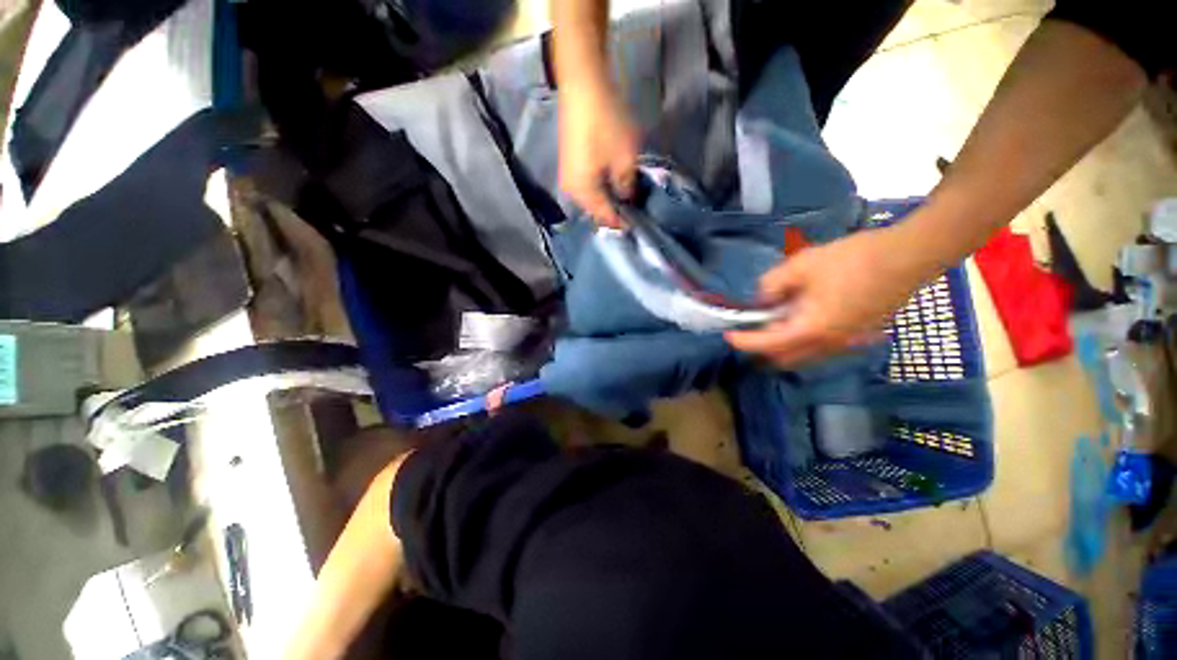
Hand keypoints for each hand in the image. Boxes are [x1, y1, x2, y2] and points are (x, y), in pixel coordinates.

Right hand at [558, 83, 639, 226]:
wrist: (582, 84)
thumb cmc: (605, 122)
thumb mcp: (625, 157)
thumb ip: (627, 185)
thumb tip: (627, 199)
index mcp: (583, 193)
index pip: (605, 217)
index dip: (623, 222)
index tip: (640, 225)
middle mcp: (571, 191)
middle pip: (596, 210)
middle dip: (615, 212)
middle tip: (635, 212)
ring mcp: (568, 178)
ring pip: (592, 198)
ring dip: (608, 200)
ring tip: (627, 199)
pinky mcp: (569, 165)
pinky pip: (587, 187)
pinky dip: (601, 189)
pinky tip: (614, 184)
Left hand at [726, 225, 938, 366]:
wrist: (909, 256)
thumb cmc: (853, 260)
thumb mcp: (801, 265)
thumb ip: (772, 284)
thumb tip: (760, 299)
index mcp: (811, 329)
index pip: (767, 345)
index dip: (744, 341)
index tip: (729, 335)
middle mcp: (827, 345)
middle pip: (783, 358)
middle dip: (761, 348)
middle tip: (750, 328)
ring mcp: (845, 343)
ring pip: (802, 356)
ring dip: (781, 345)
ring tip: (773, 320)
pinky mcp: (856, 336)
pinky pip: (818, 348)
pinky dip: (800, 340)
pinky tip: (799, 317)